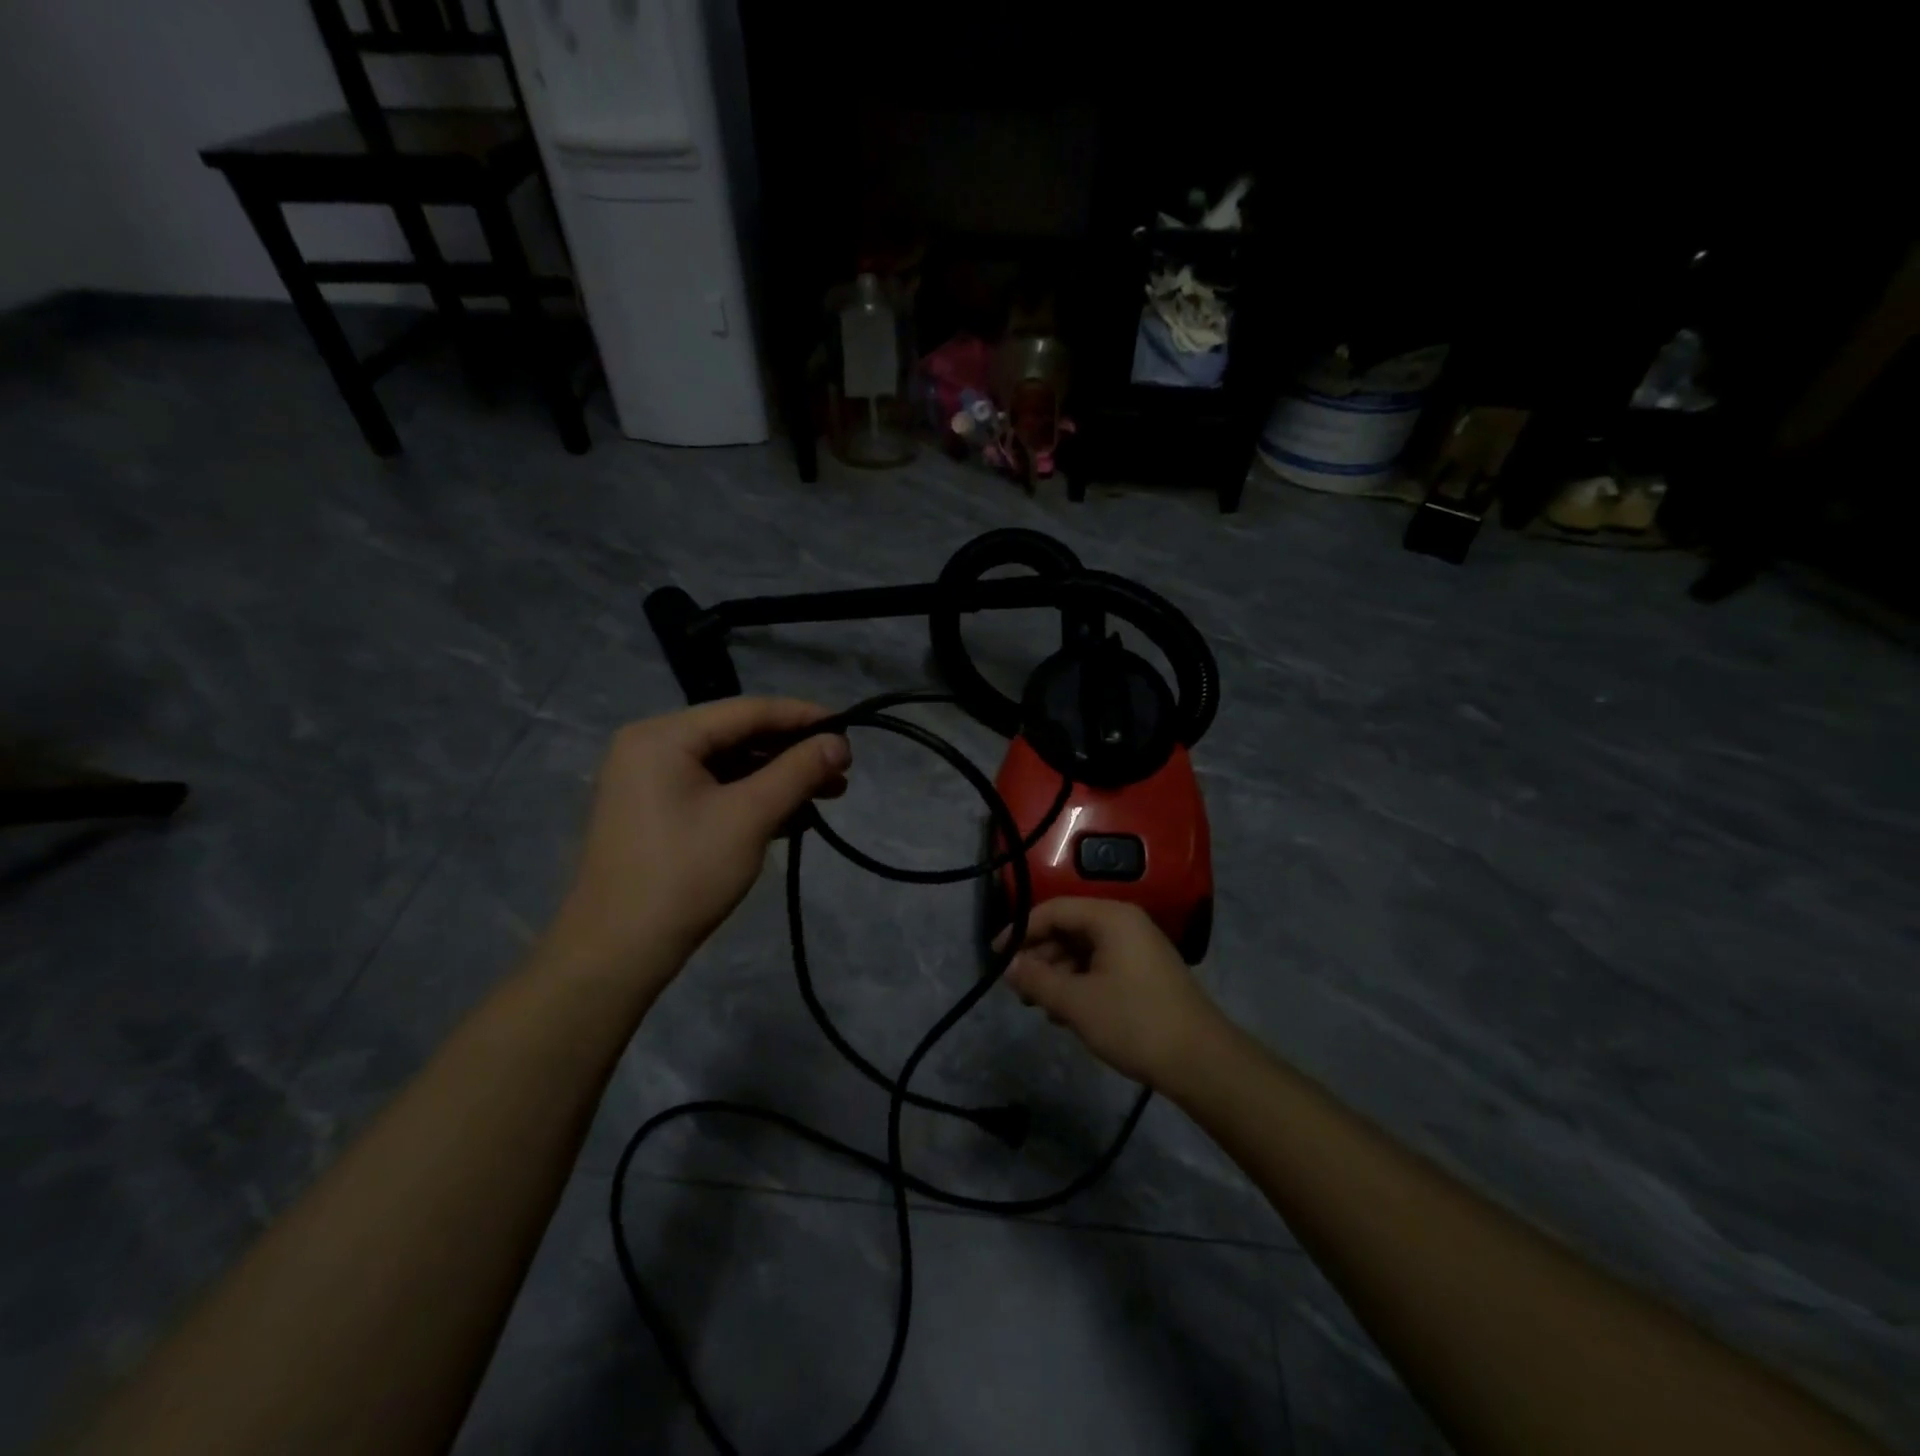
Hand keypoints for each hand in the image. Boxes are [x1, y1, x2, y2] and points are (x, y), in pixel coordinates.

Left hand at [548, 698, 849, 979]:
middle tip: (842, 771)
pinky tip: (793, 817)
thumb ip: (798, 772)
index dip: (803, 717)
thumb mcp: (750, 817)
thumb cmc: (685, 875)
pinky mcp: (656, 811)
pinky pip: (714, 789)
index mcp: (663, 735)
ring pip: (730, 765)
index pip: (747, 710)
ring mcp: (650, 780)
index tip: (849, 730)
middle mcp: (651, 746)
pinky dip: (753, 799)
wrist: (617, 952)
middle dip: (793, 753)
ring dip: (778, 779)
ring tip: (827, 796)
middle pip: (738, 736)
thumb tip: (840, 743)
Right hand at [1003, 898, 1227, 1088]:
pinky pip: (1101, 964)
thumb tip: (1008, 965)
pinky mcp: (1145, 971)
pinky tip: (1067, 1013)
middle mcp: (1125, 922)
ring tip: (1042, 1007)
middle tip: (1019, 989)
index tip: (996, 957)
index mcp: (1110, 917)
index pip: (1053, 910)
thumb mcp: (1076, 1003)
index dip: (1021, 931)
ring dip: (1058, 974)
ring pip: (1083, 949)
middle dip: (1040, 957)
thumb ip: (1037, 980)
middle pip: (1068, 928)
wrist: (1201, 1061)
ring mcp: (1138, 946)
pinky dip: (1079, 982)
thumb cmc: (1134, 1022)